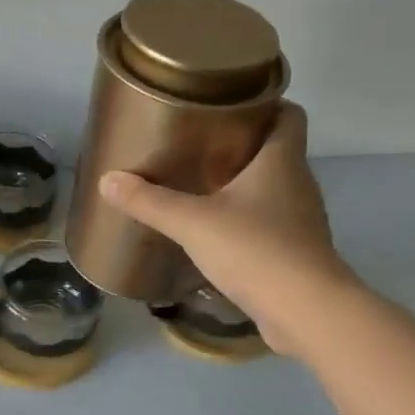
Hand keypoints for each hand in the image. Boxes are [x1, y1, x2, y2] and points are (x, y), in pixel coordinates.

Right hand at [96, 101, 356, 356]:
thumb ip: (151, 201)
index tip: (229, 102)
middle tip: (199, 142)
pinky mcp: (294, 254)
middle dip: (242, 144)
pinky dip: (245, 221)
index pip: (289, 114)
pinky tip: (214, 232)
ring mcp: (300, 221)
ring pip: (272, 189)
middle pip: (276, 150)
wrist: (305, 312)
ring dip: (242, 185)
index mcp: (282, 161)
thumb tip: (108, 180)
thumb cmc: (255, 250)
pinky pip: (268, 225)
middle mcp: (298, 184)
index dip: (266, 101)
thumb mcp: (193, 223)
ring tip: (200, 184)